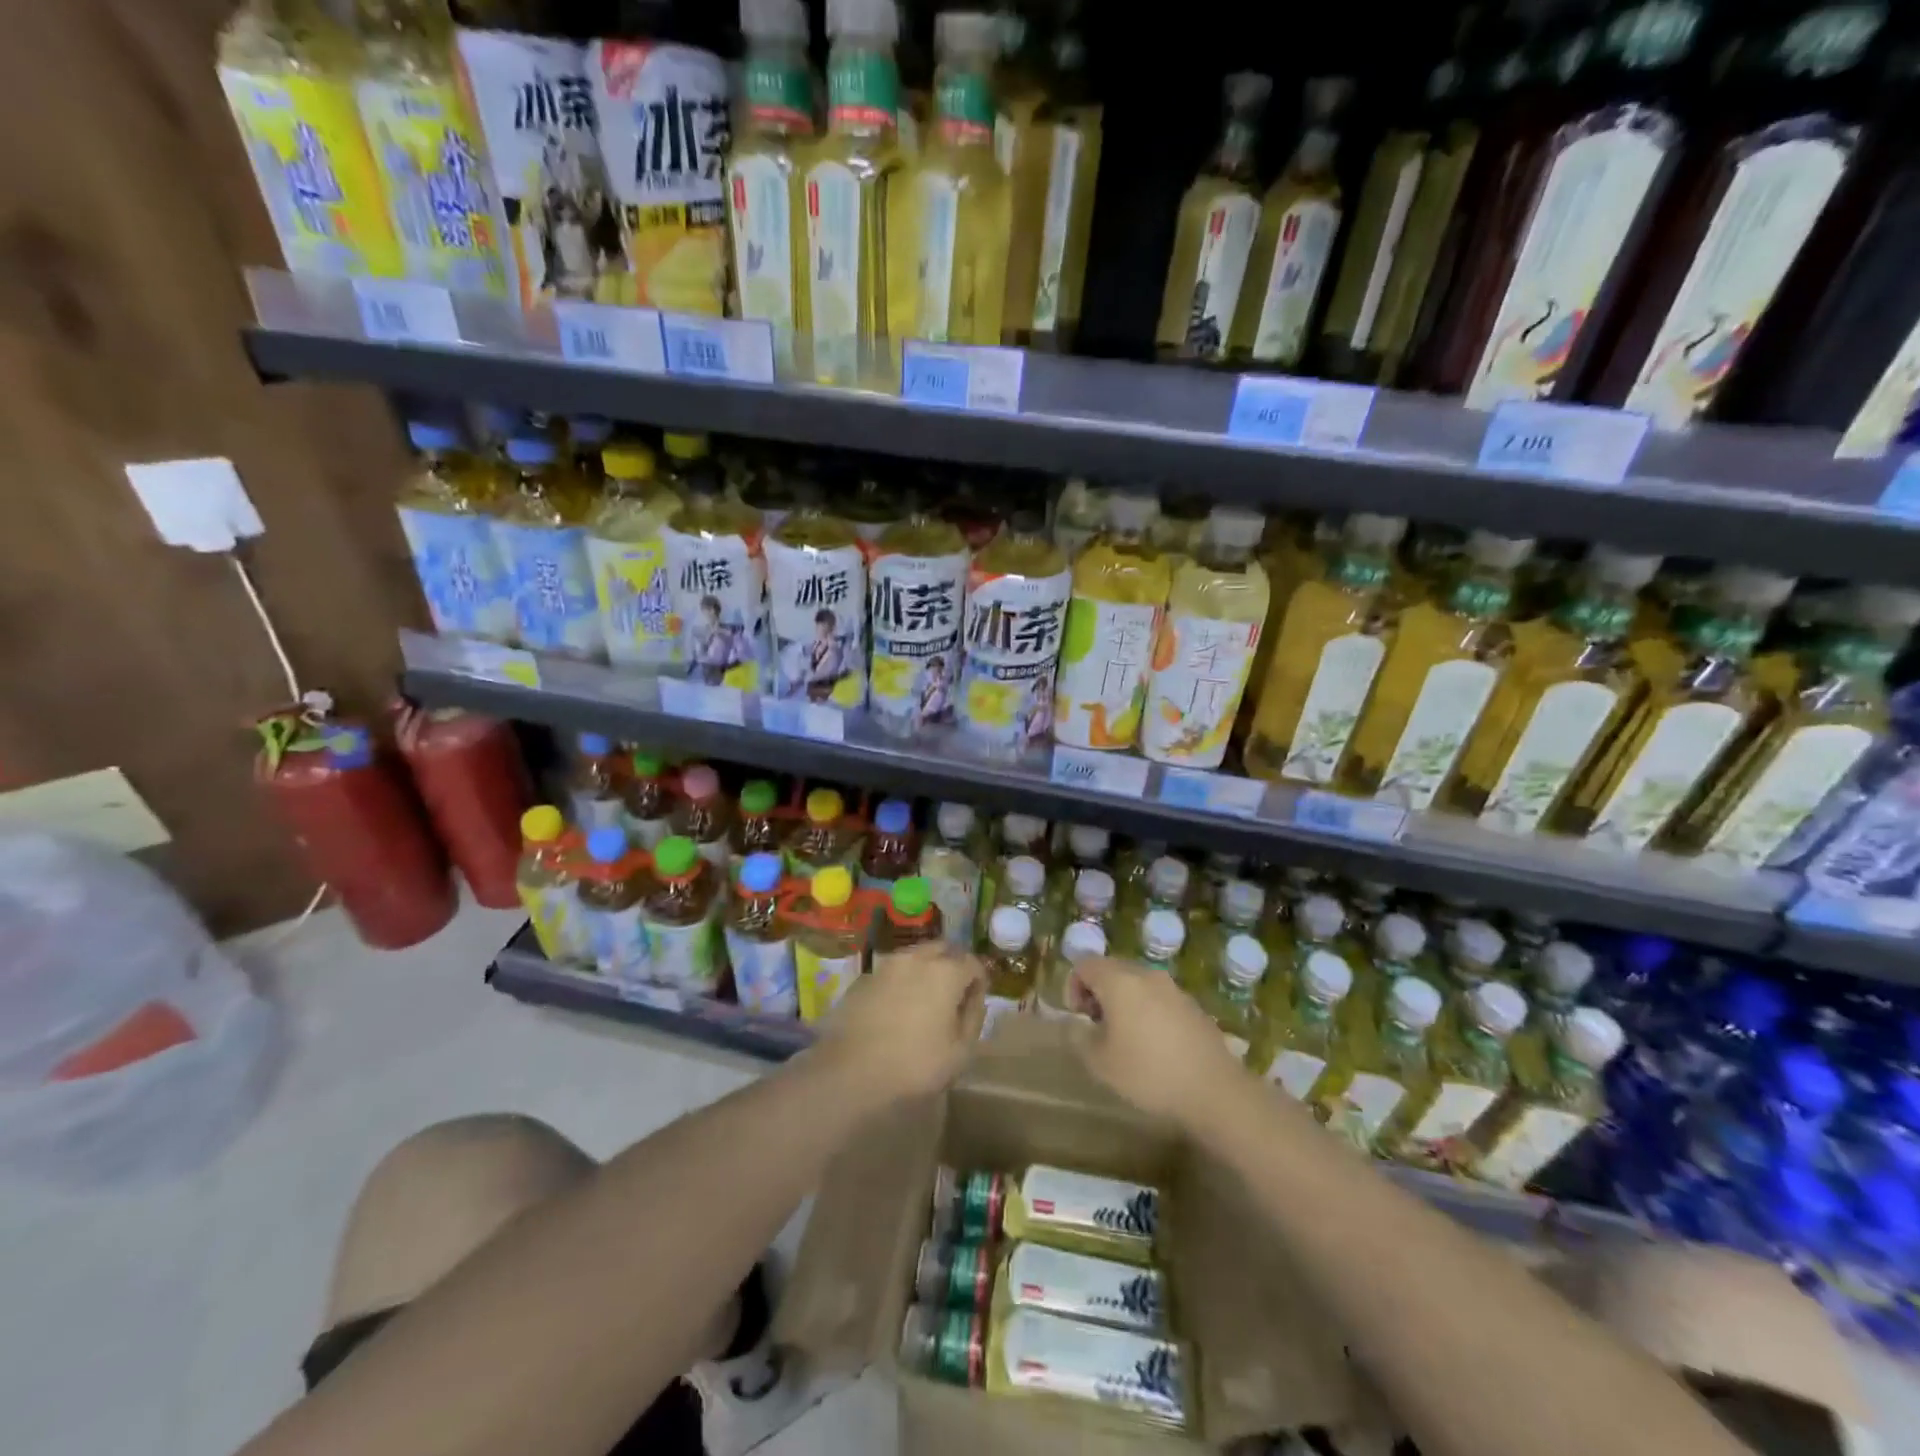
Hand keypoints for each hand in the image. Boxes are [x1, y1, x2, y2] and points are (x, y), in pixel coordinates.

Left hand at [810, 943, 985, 1103]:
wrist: (850, 1072)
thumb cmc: (914, 1065)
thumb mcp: (960, 1051)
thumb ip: (973, 1017)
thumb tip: (974, 997)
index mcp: (945, 972)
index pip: (972, 962)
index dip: (979, 980)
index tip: (976, 1000)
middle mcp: (916, 958)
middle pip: (942, 949)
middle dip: (953, 965)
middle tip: (953, 993)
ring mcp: (885, 965)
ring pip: (914, 956)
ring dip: (925, 969)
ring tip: (924, 999)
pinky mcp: (862, 979)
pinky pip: (890, 972)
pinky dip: (900, 982)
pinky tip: (895, 1007)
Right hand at [1067, 957, 1247, 1126]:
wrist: (1215, 1091)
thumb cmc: (1149, 1073)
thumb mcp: (1100, 1062)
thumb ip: (1080, 1036)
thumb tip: (1079, 1024)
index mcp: (1119, 981)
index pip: (1085, 964)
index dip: (1073, 987)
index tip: (1080, 1019)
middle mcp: (1146, 974)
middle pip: (1111, 969)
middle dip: (1098, 993)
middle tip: (1098, 1028)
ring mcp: (1173, 988)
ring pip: (1137, 983)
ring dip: (1124, 1002)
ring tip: (1126, 1038)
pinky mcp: (1192, 1005)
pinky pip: (1159, 997)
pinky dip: (1148, 1011)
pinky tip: (1155, 1045)